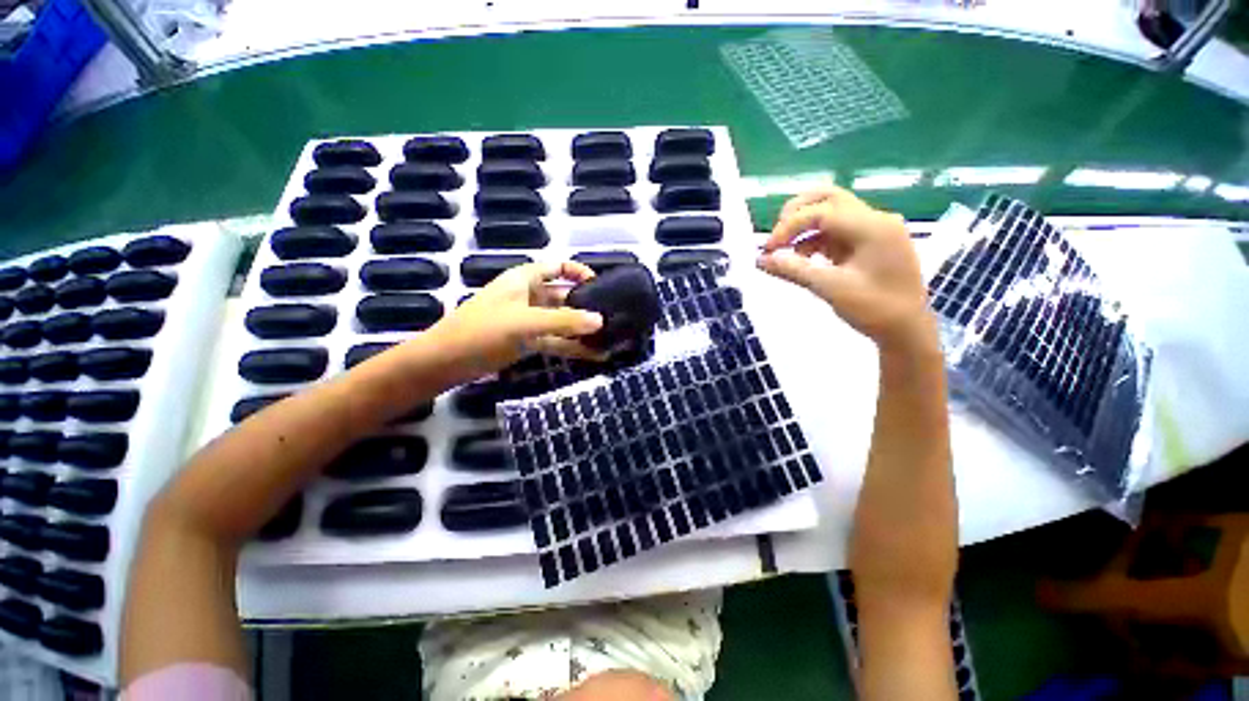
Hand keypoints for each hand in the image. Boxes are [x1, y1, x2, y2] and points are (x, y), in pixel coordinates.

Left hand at [429, 261, 605, 378]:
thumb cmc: (481, 331)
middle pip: (563, 296)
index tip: (601, 286)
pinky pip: (555, 340)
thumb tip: (600, 321)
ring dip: (581, 330)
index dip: (579, 272)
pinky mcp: (527, 342)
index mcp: (524, 279)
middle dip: (586, 305)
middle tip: (612, 318)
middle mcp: (528, 296)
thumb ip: (564, 321)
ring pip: (561, 321)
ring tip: (609, 339)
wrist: (445, 362)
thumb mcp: (525, 322)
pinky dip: (572, 346)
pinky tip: (593, 355)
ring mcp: (528, 321)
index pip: (557, 267)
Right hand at [758, 188, 935, 351]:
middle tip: (776, 235)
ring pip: (832, 212)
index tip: (768, 249)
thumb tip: (761, 259)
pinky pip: (837, 231)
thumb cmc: (874, 309)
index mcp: (872, 227)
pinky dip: (815, 239)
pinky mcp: (869, 243)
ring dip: (804, 227)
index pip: (821, 212)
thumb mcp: (830, 288)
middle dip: (797, 213)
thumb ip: (794, 270)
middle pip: (829, 198)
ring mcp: (874, 230)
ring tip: (783, 250)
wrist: (907, 330)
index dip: (789, 227)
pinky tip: (801, 258)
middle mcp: (875, 219)